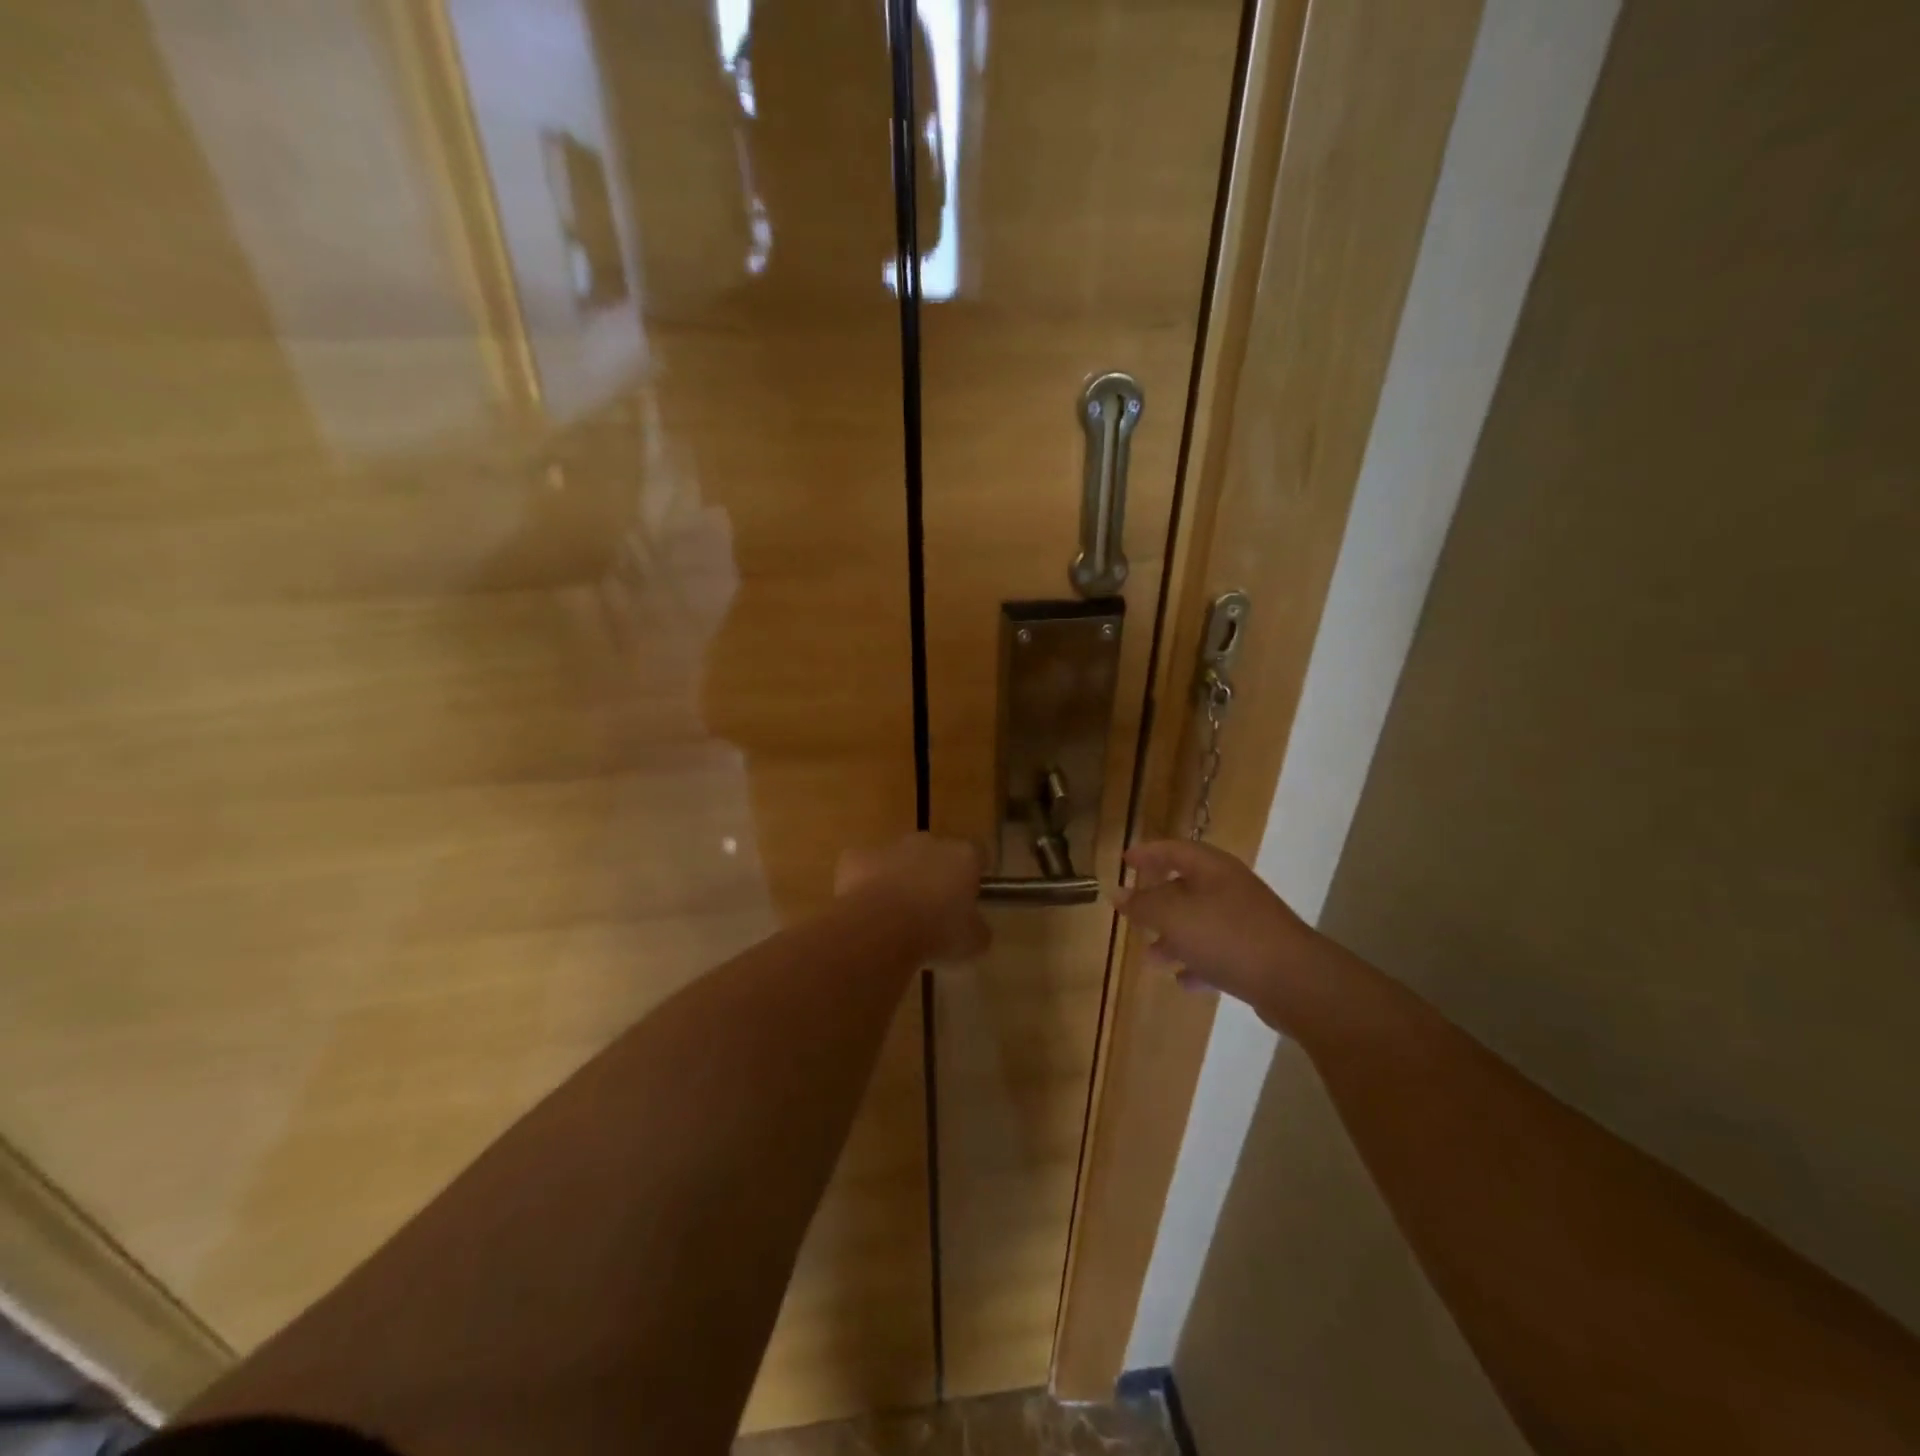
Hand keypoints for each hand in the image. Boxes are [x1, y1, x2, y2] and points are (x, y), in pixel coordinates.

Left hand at [836, 834, 990, 962]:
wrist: (880, 928)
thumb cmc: (936, 933)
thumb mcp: (972, 942)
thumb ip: (977, 928)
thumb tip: (974, 928)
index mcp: (963, 856)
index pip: (978, 853)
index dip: (974, 872)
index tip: (970, 894)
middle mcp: (928, 843)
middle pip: (936, 852)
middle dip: (933, 874)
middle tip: (931, 909)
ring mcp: (889, 847)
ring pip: (897, 859)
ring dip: (898, 878)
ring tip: (894, 914)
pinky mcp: (856, 858)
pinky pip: (863, 868)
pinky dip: (863, 884)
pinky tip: (864, 911)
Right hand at [1115, 840, 1323, 1016]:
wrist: (1296, 981)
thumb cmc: (1228, 936)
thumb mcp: (1174, 917)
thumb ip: (1143, 905)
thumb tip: (1117, 893)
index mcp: (1212, 869)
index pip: (1174, 850)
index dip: (1147, 853)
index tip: (1124, 861)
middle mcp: (1230, 888)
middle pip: (1187, 886)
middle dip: (1158, 901)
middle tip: (1134, 913)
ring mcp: (1247, 921)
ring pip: (1200, 923)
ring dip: (1174, 938)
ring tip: (1151, 958)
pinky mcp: (1257, 954)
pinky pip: (1219, 952)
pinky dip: (1198, 962)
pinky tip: (1183, 981)